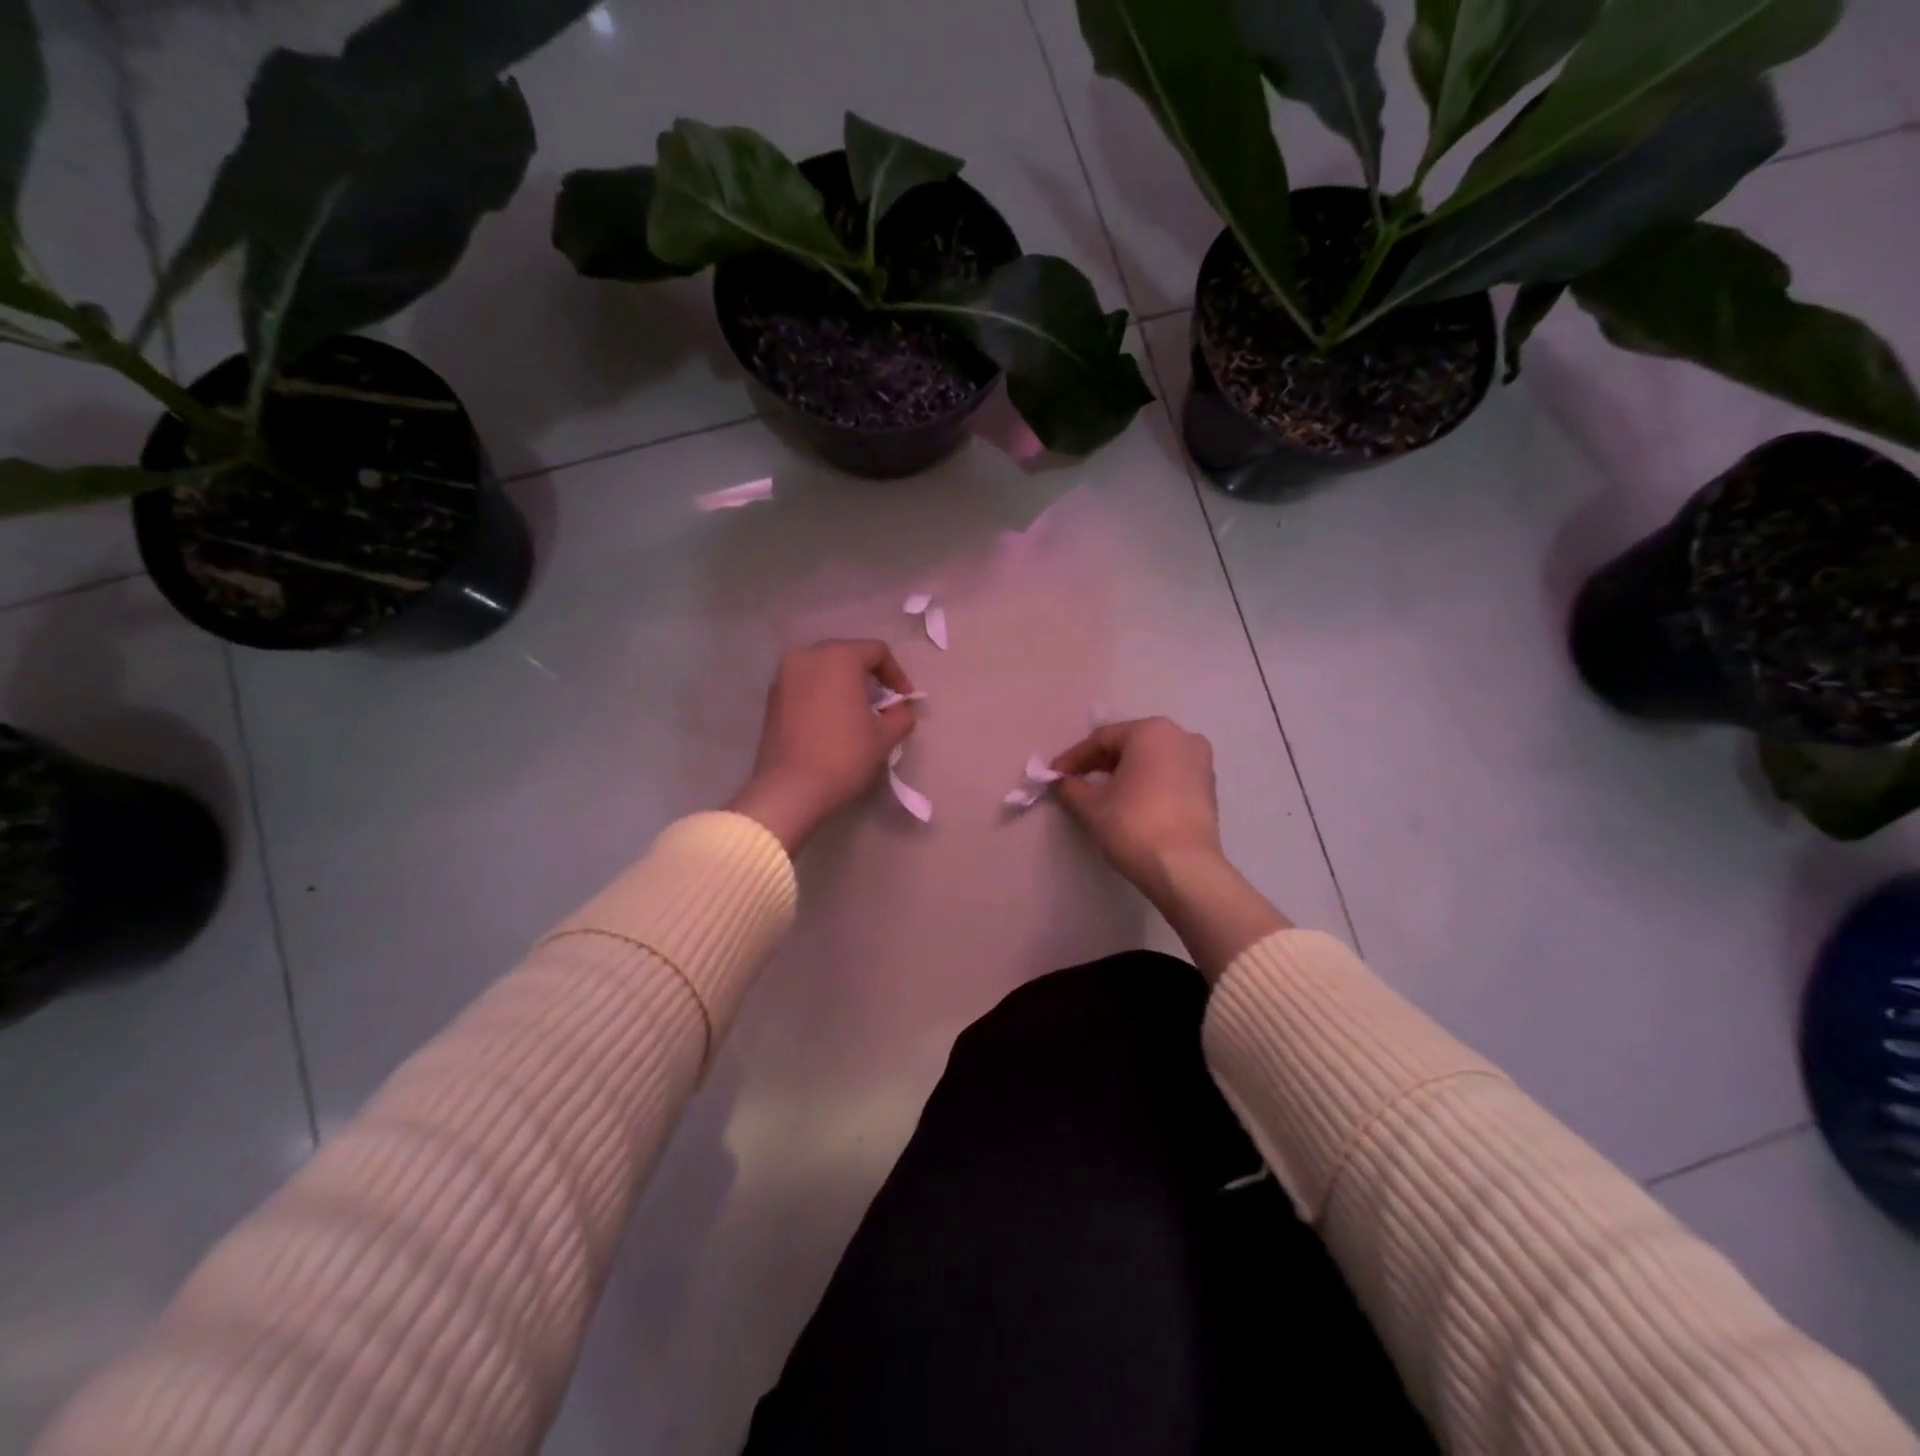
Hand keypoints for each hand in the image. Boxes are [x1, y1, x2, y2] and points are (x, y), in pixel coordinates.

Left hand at [727, 640, 917, 852]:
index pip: (876, 652)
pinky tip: (830, 723)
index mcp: (838, 657)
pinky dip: (821, 696)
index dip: (897, 674)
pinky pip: (805, 687)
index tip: (904, 700)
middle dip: (868, 677)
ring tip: (856, 714)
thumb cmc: (843, 756)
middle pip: (847, 655)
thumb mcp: (884, 737)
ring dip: (843, 686)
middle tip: (882, 705)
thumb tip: (900, 711)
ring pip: (823, 670)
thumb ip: (900, 715)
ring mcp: (783, 677)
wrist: (790, 789)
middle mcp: (807, 657)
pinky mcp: (771, 699)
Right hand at [1053, 718, 1287, 977]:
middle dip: (1099, 763)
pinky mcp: (1208, 787)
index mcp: (1151, 731)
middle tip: (1074, 782)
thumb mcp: (1091, 806)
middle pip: (1129, 745)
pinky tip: (1130, 802)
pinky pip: (1168, 776)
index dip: (1074, 758)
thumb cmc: (1133, 825)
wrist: (1184, 868)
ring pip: (1151, 760)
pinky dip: (1147, 783)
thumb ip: (1070, 787)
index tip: (1054, 775)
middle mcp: (1180, 736)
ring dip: (1124, 773)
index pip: (1102, 739)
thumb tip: (1060, 782)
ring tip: (1101, 793)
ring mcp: (1200, 761)